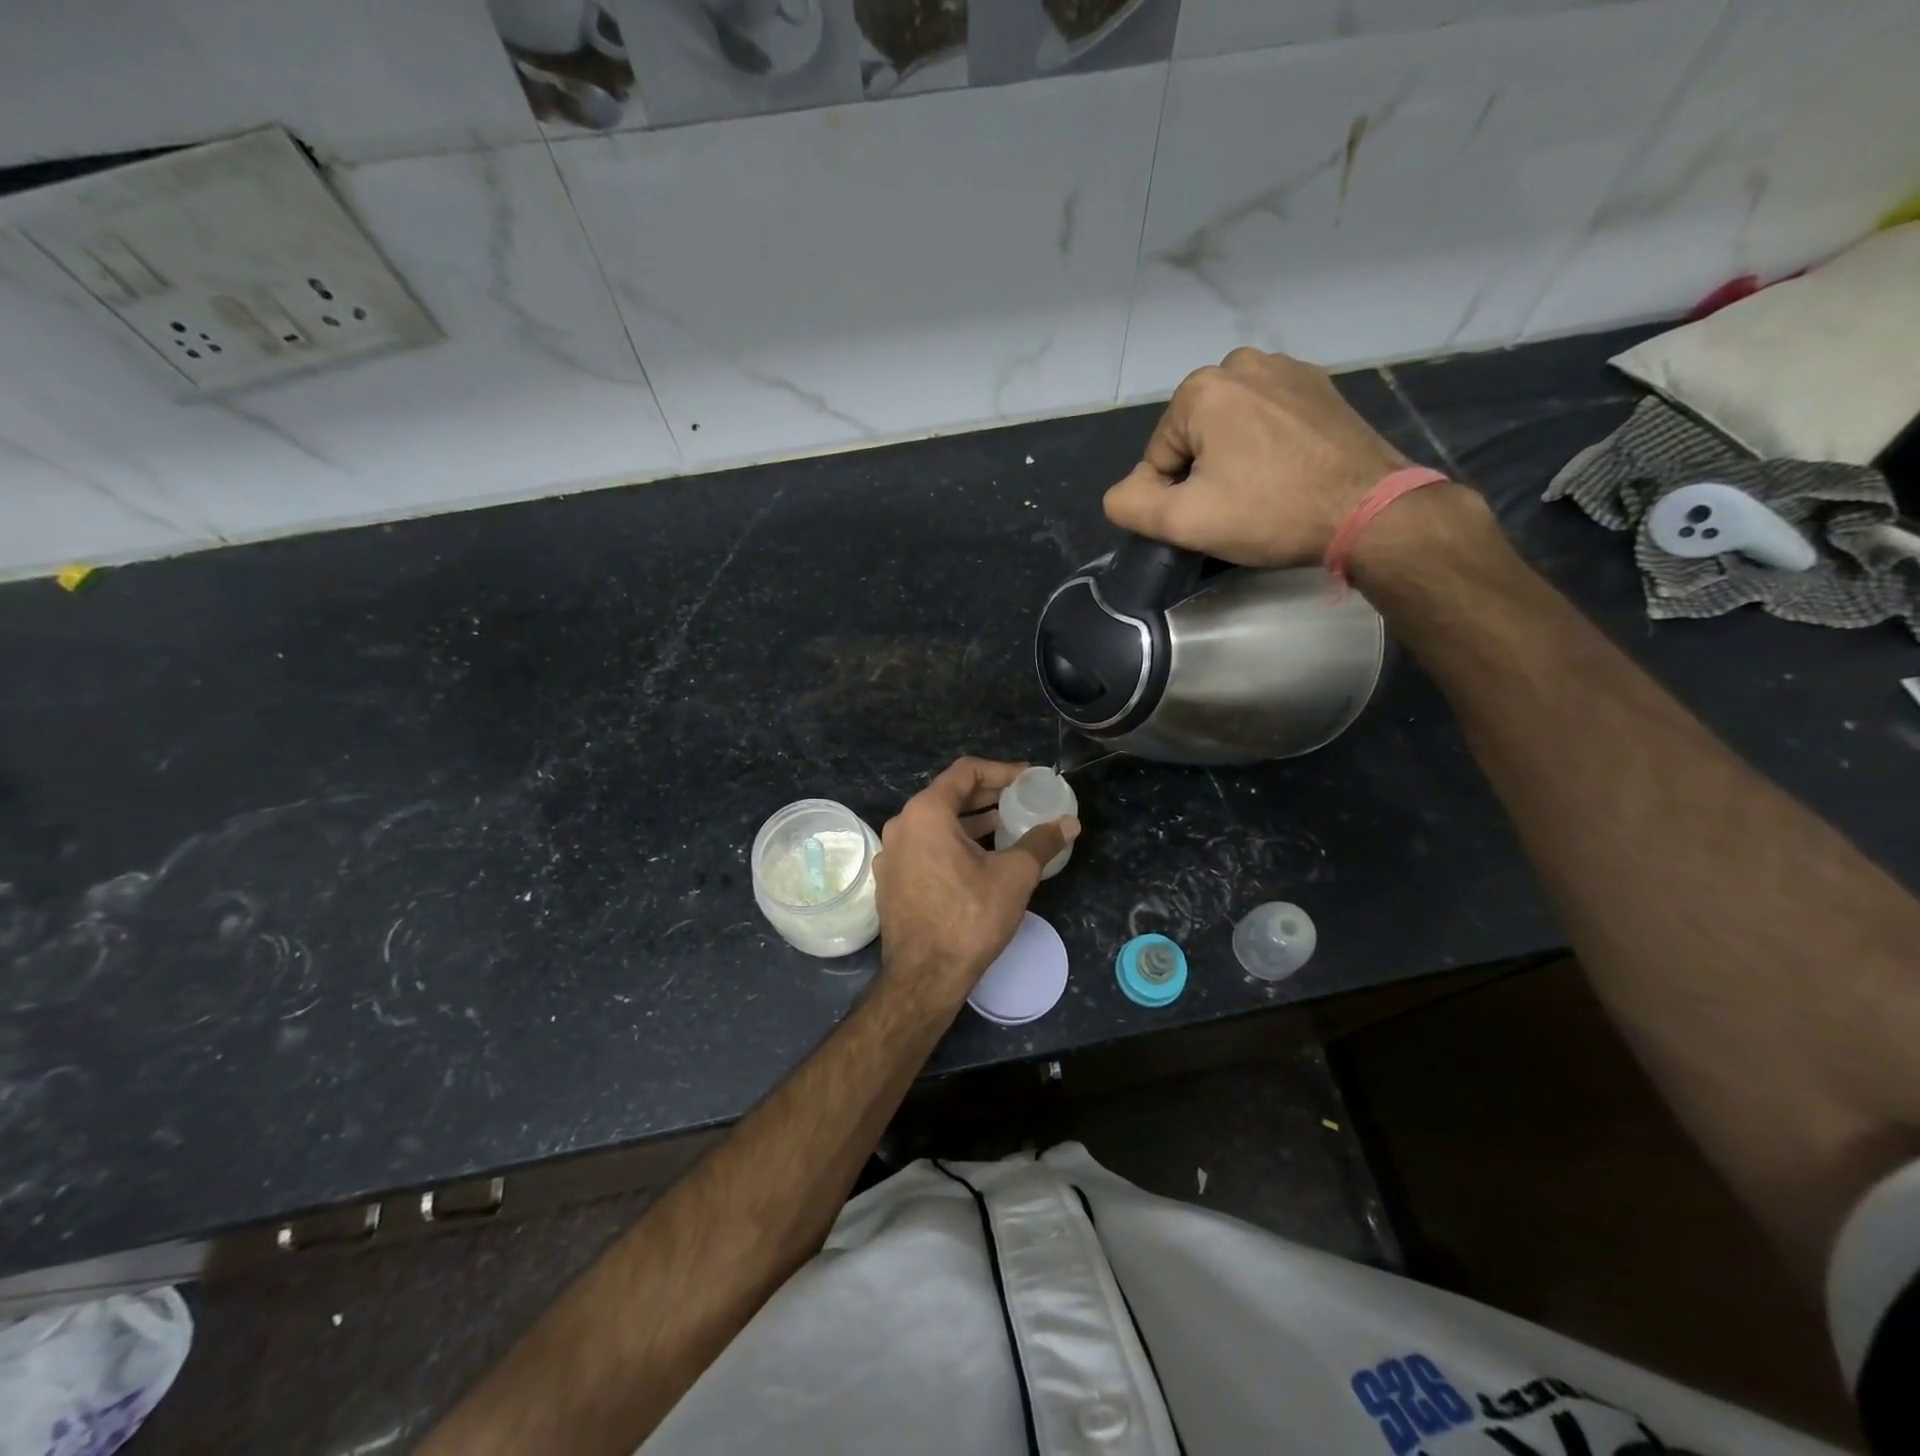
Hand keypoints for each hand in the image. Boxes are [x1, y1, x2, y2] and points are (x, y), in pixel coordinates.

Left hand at [874, 758, 1079, 1002]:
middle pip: (949, 795)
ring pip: (936, 822)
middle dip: (988, 794)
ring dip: (972, 820)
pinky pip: (925, 846)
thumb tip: (1070, 823)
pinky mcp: (892, 878)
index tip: (1029, 779)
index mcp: (926, 812)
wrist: (925, 976)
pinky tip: (980, 857)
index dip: (1002, 770)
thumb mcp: (1014, 875)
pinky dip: (953, 842)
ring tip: (1007, 825)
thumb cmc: (969, 918)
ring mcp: (892, 853)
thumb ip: (1041, 842)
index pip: (966, 771)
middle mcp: (902, 825)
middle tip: (1022, 799)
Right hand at [1103, 348, 1413, 566]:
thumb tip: (1124, 492)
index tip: (1208, 516)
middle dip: (1203, 472)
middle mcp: (1241, 363)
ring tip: (1263, 491)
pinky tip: (1287, 472)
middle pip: (1192, 436)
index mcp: (1202, 389)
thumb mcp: (1183, 522)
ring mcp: (1286, 369)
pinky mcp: (1319, 385)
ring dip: (1233, 458)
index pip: (1157, 456)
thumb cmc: (1270, 513)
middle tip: (1235, 507)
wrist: (1368, 510)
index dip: (1172, 495)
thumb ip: (1129, 504)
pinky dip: (1266, 445)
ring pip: (1229, 426)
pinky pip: (1267, 417)